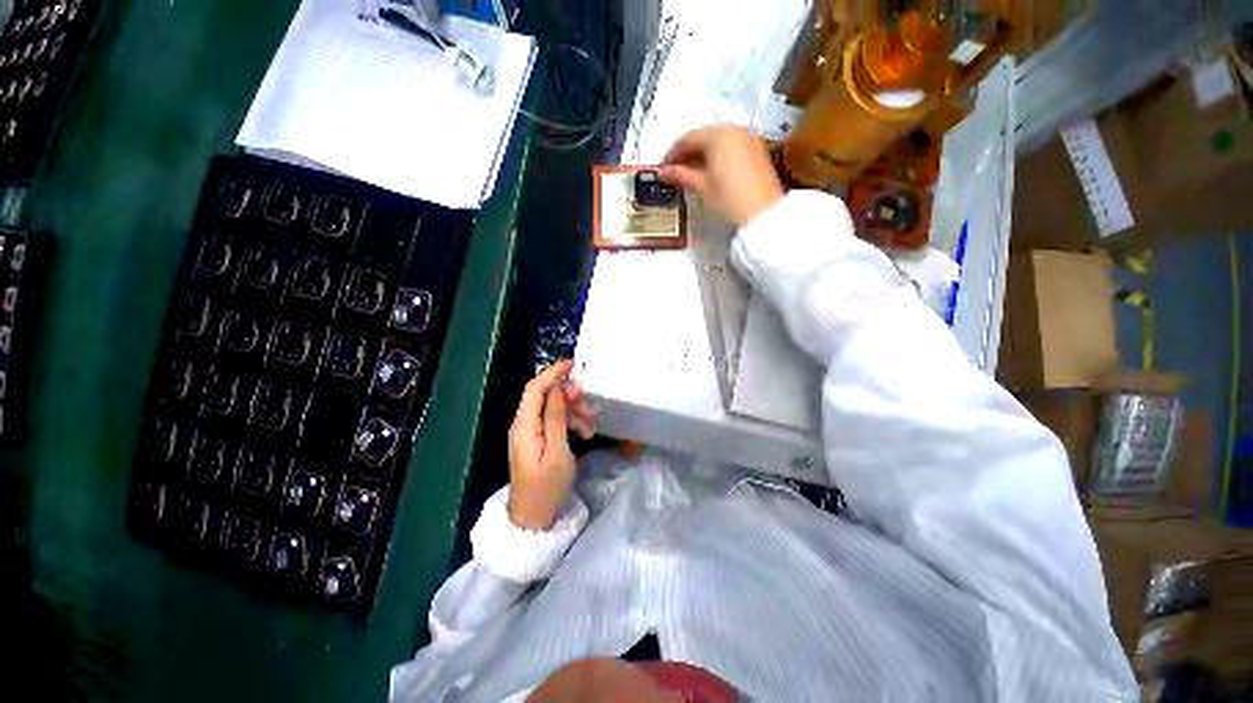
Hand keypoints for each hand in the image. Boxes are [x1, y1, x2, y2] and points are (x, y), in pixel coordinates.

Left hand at [507, 360, 597, 529]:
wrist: (533, 519)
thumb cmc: (547, 487)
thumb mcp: (557, 451)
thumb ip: (556, 417)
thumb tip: (558, 388)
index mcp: (524, 425)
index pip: (535, 388)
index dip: (553, 373)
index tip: (573, 364)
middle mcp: (524, 424)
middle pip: (545, 397)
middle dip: (570, 397)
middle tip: (590, 405)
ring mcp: (530, 433)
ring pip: (553, 409)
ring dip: (574, 412)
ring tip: (593, 426)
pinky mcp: (537, 441)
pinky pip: (554, 423)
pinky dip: (570, 424)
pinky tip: (586, 433)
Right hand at [660, 126, 783, 225]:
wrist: (763, 215)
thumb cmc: (729, 199)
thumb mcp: (702, 188)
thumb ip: (681, 175)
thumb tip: (664, 172)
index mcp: (718, 135)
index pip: (688, 138)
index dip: (672, 154)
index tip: (662, 169)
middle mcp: (735, 130)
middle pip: (703, 137)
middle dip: (687, 153)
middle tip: (674, 171)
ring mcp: (748, 139)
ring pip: (717, 142)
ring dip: (701, 155)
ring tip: (690, 174)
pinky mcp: (757, 151)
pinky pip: (730, 147)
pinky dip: (716, 157)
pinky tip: (709, 173)